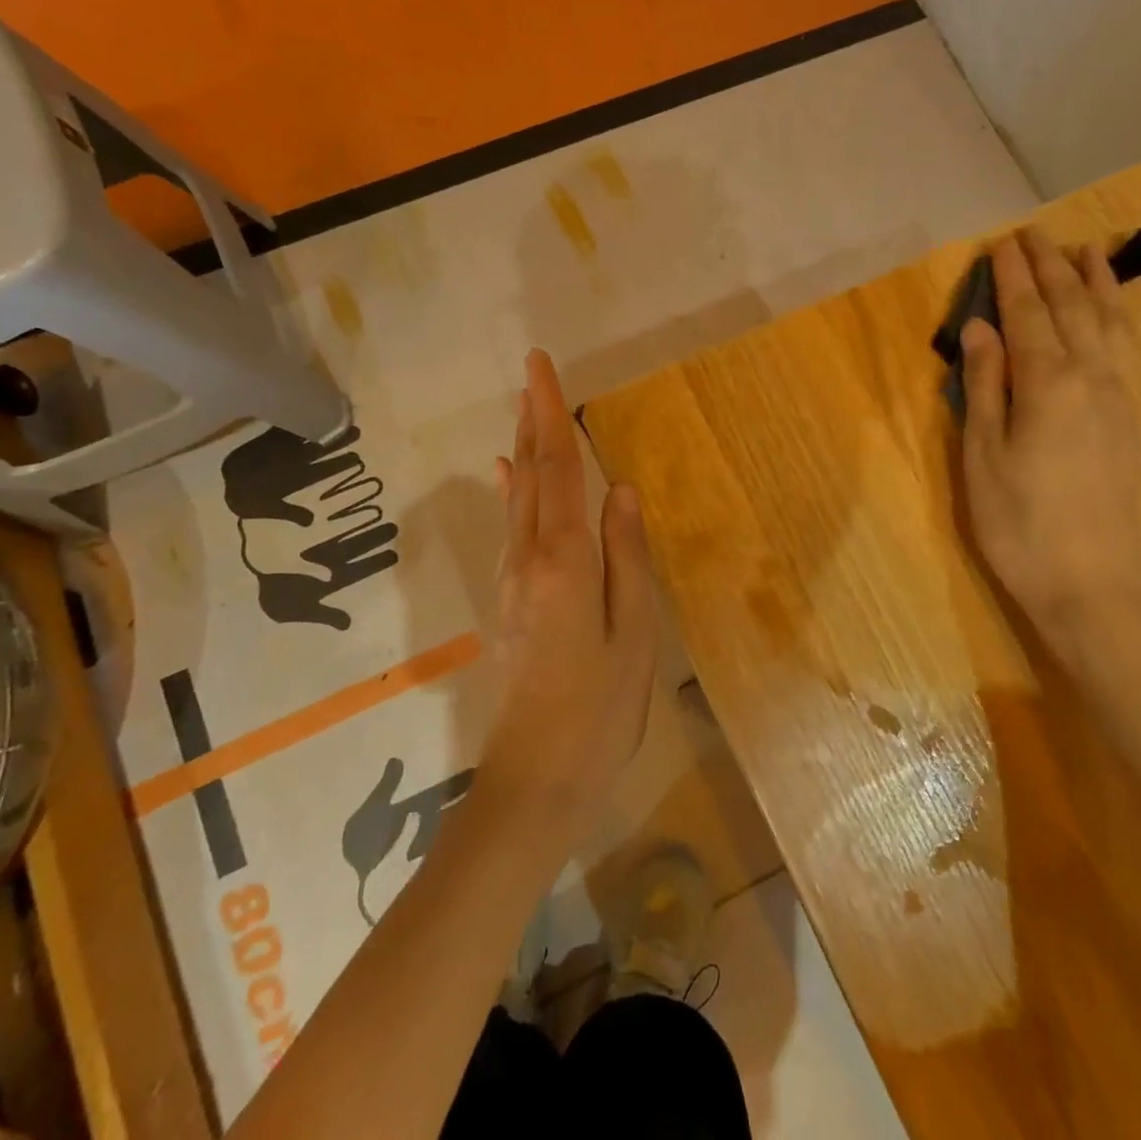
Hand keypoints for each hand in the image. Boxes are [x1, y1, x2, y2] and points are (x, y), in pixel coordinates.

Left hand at [477, 349, 658, 852]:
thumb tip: (618, 487)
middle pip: (529, 473)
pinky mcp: (510, 601)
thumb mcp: (634, 630)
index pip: (557, 469)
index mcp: (565, 559)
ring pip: (518, 497)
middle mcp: (529, 557)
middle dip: (531, 418)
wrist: (536, 776)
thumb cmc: (600, 706)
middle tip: (531, 371)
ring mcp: (513, 579)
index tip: (539, 365)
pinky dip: (512, 491)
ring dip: (522, 448)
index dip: (549, 413)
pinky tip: (507, 475)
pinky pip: (512, 527)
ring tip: (526, 410)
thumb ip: (626, 554)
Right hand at [958, 226, 1140, 640]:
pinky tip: (1112, 310)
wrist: (1090, 583)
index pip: (1028, 314)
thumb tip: (980, 328)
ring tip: (1087, 250)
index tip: (1000, 243)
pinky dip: (1118, 316)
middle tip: (1033, 235)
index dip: (1012, 277)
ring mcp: (1119, 397)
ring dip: (1096, 283)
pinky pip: (1126, 349)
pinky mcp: (1130, 419)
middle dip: (1051, 268)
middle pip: (1071, 308)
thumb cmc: (1018, 522)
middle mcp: (1092, 377)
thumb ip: (984, 385)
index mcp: (1048, 384)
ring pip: (1110, 323)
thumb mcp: (983, 454)